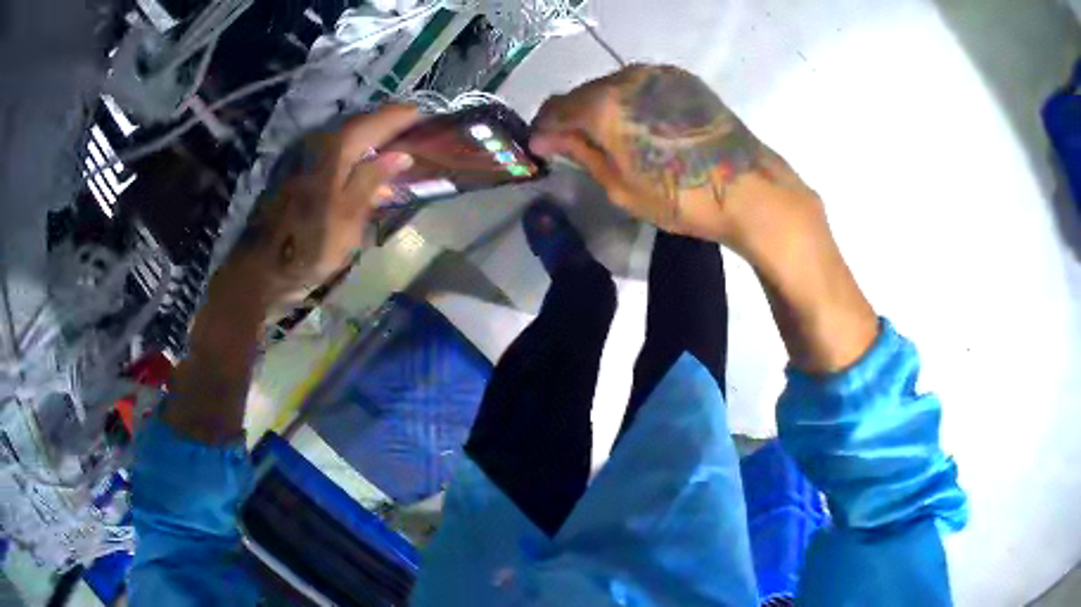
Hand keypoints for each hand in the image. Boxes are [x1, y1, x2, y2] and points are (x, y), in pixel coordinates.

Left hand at [227, 104, 419, 302]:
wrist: (263, 267)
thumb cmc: (308, 246)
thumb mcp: (347, 217)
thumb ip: (372, 180)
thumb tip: (401, 154)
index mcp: (334, 150)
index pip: (375, 121)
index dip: (402, 117)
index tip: (425, 115)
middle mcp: (319, 143)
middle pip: (361, 125)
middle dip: (389, 126)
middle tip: (416, 132)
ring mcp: (305, 155)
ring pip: (347, 138)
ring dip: (372, 141)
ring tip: (396, 151)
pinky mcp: (298, 171)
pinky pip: (335, 153)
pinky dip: (354, 156)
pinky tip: (365, 171)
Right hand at [530, 64, 819, 262]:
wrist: (748, 188)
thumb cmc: (681, 197)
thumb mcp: (621, 185)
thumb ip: (580, 153)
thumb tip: (546, 139)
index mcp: (605, 104)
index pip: (556, 108)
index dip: (544, 130)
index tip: (542, 149)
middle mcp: (627, 77)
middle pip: (583, 93)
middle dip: (572, 118)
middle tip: (571, 145)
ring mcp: (658, 74)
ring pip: (612, 86)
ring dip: (601, 108)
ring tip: (606, 137)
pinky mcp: (683, 79)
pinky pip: (640, 86)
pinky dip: (628, 102)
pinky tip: (637, 125)